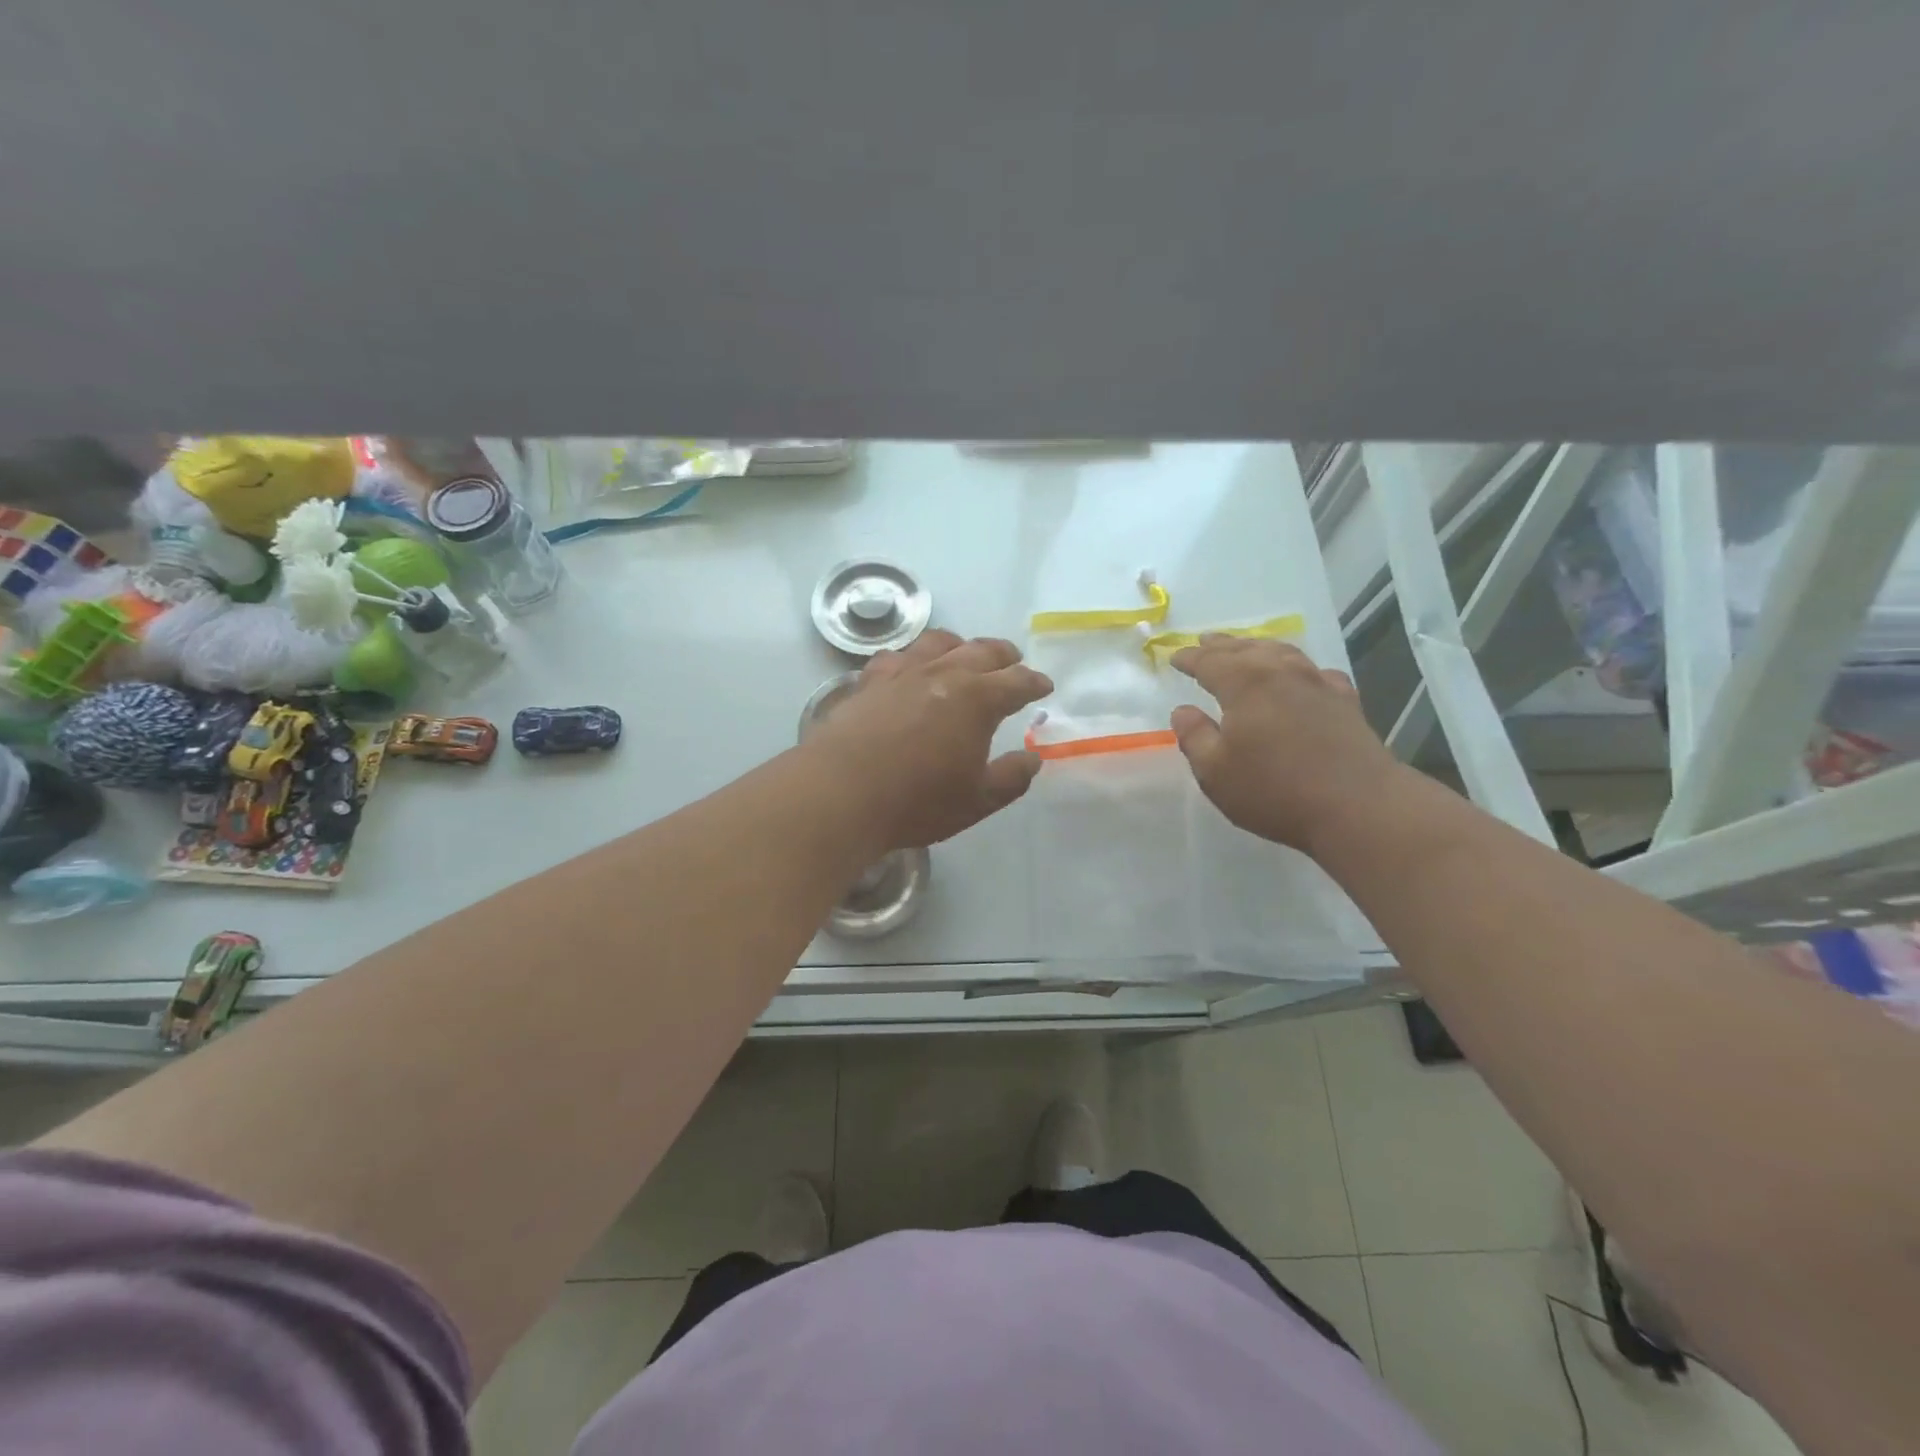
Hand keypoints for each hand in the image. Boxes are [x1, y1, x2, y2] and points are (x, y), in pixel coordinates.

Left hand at [804, 629, 1052, 852]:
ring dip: (960, 645)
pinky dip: (913, 657)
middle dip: (1003, 655)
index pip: (1017, 681)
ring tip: (965, 653)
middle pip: (981, 651)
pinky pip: (898, 656)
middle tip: (1013, 661)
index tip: (1044, 686)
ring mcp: (903, 673)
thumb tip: (1033, 758)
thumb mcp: (977, 800)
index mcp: (977, 699)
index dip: (1034, 682)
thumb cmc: (917, 801)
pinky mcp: (869, 681)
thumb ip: (1011, 778)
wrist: (840, 792)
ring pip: (938, 643)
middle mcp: (943, 674)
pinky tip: (909, 667)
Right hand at [1168, 637, 1401, 853]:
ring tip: (1247, 648)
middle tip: (1205, 641)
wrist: (1359, 807)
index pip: (1209, 662)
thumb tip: (1183, 711)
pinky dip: (1299, 667)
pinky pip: (1315, 672)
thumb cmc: (1274, 790)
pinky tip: (1302, 675)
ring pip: (1283, 653)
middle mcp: (1282, 673)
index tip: (1174, 657)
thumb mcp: (1215, 772)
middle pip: (1246, 650)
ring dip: (1259, 648)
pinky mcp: (1346, 702)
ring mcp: (1318, 684)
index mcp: (1245, 684)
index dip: (1189, 658)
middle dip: (1222, 645)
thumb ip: (1195, 737)